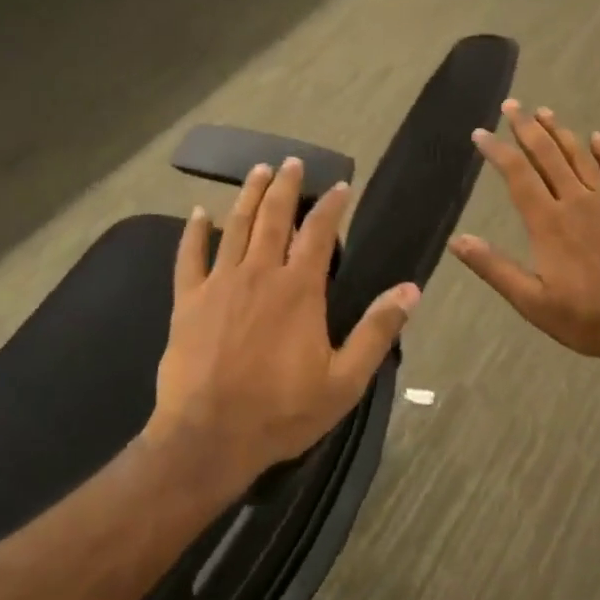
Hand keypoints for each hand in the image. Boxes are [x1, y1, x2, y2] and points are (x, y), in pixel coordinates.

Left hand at [152, 157, 420, 479]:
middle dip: (285, 186)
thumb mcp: (344, 380)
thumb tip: (412, 290)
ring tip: (258, 170)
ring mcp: (220, 284)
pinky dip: (193, 232)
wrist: (208, 437)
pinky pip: (189, 257)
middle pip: (273, 217)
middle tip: (293, 162)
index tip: (341, 186)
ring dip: (248, 195)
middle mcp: (260, 274)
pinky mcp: (188, 301)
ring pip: (235, 226)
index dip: (331, 206)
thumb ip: (377, 331)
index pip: (318, 233)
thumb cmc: (282, 411)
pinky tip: (197, 214)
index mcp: (299, 289)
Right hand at [449, 101, 599, 362]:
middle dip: (527, 129)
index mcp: (548, 223)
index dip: (498, 151)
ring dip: (562, 133)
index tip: (481, 133)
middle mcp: (576, 203)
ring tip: (546, 112)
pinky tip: (599, 138)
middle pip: (548, 156)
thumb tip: (457, 241)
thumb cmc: (585, 317)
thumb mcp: (531, 301)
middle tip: (513, 105)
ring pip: (581, 159)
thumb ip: (494, 267)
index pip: (517, 176)